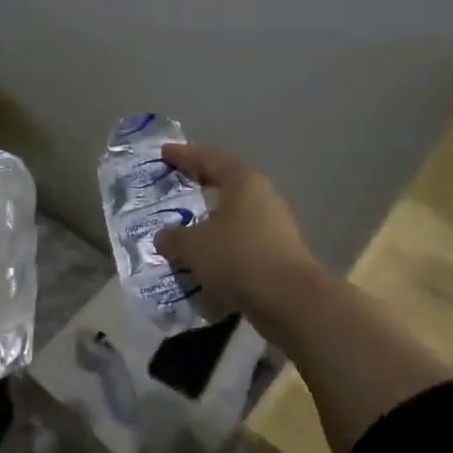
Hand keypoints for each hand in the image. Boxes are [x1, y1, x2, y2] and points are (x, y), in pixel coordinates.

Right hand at [153, 144, 321, 322]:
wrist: (289, 299)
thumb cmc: (237, 257)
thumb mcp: (193, 246)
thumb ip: (173, 238)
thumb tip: (163, 237)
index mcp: (243, 182)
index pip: (210, 159)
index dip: (185, 155)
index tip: (164, 153)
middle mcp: (263, 197)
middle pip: (227, 183)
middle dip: (200, 184)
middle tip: (177, 183)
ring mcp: (275, 225)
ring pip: (235, 214)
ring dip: (211, 218)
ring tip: (187, 225)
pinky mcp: (278, 253)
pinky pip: (241, 241)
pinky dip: (222, 244)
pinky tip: (205, 256)